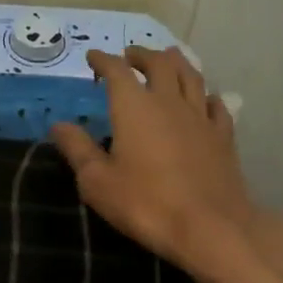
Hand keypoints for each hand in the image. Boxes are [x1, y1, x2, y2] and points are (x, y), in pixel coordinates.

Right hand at [48, 46, 282, 276]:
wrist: (208, 226)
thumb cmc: (145, 203)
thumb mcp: (97, 181)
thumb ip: (77, 149)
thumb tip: (59, 125)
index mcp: (134, 107)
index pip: (117, 71)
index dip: (103, 60)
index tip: (93, 57)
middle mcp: (169, 102)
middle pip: (158, 64)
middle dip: (141, 55)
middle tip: (130, 55)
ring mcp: (200, 117)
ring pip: (191, 76)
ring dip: (176, 62)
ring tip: (168, 59)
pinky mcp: (223, 136)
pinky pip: (215, 105)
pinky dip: (204, 95)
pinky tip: (204, 99)